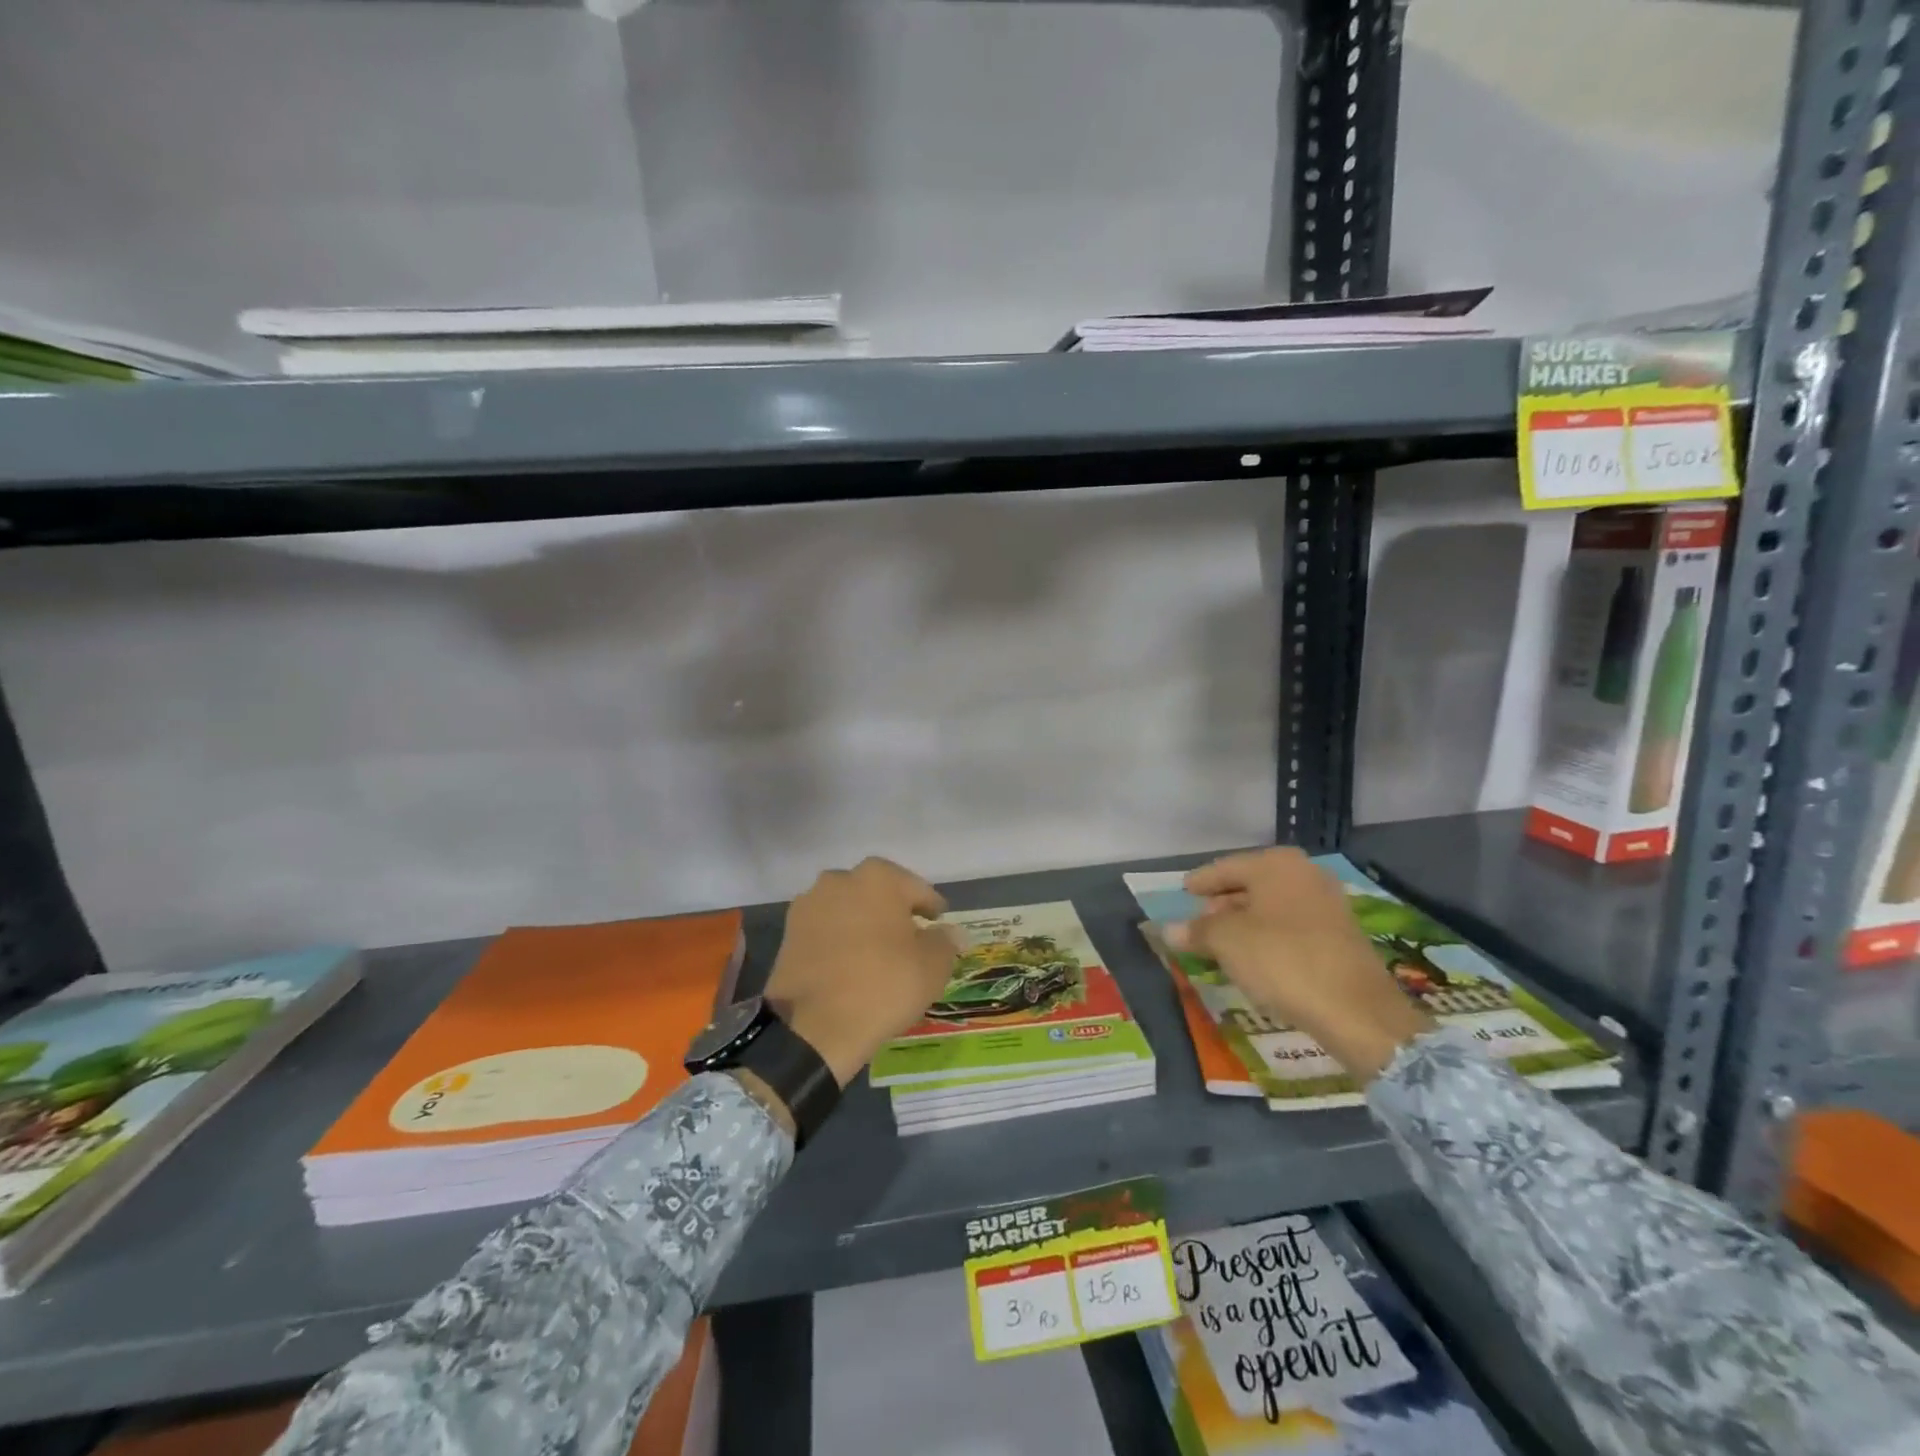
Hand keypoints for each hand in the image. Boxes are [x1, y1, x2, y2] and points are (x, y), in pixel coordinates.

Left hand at [763, 857, 960, 1087]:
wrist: (814, 1027)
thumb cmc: (883, 985)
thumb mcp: (933, 966)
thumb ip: (945, 941)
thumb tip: (951, 932)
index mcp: (878, 877)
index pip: (917, 889)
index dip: (931, 909)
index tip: (939, 924)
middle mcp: (840, 879)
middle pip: (878, 894)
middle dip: (894, 912)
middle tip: (909, 940)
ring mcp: (809, 905)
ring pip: (849, 910)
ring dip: (863, 925)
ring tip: (877, 955)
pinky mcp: (788, 933)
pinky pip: (826, 931)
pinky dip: (839, 942)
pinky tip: (850, 965)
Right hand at [1165, 848, 1432, 1082]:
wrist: (1356, 1010)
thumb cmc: (1282, 960)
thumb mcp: (1227, 942)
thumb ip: (1196, 930)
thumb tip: (1168, 929)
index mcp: (1275, 864)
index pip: (1225, 867)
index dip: (1201, 882)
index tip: (1183, 892)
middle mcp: (1304, 874)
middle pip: (1250, 883)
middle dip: (1223, 902)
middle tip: (1199, 922)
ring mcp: (1327, 903)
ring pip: (1272, 906)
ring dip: (1245, 921)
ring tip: (1222, 943)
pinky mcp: (1340, 935)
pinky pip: (1291, 925)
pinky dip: (1268, 935)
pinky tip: (1254, 957)